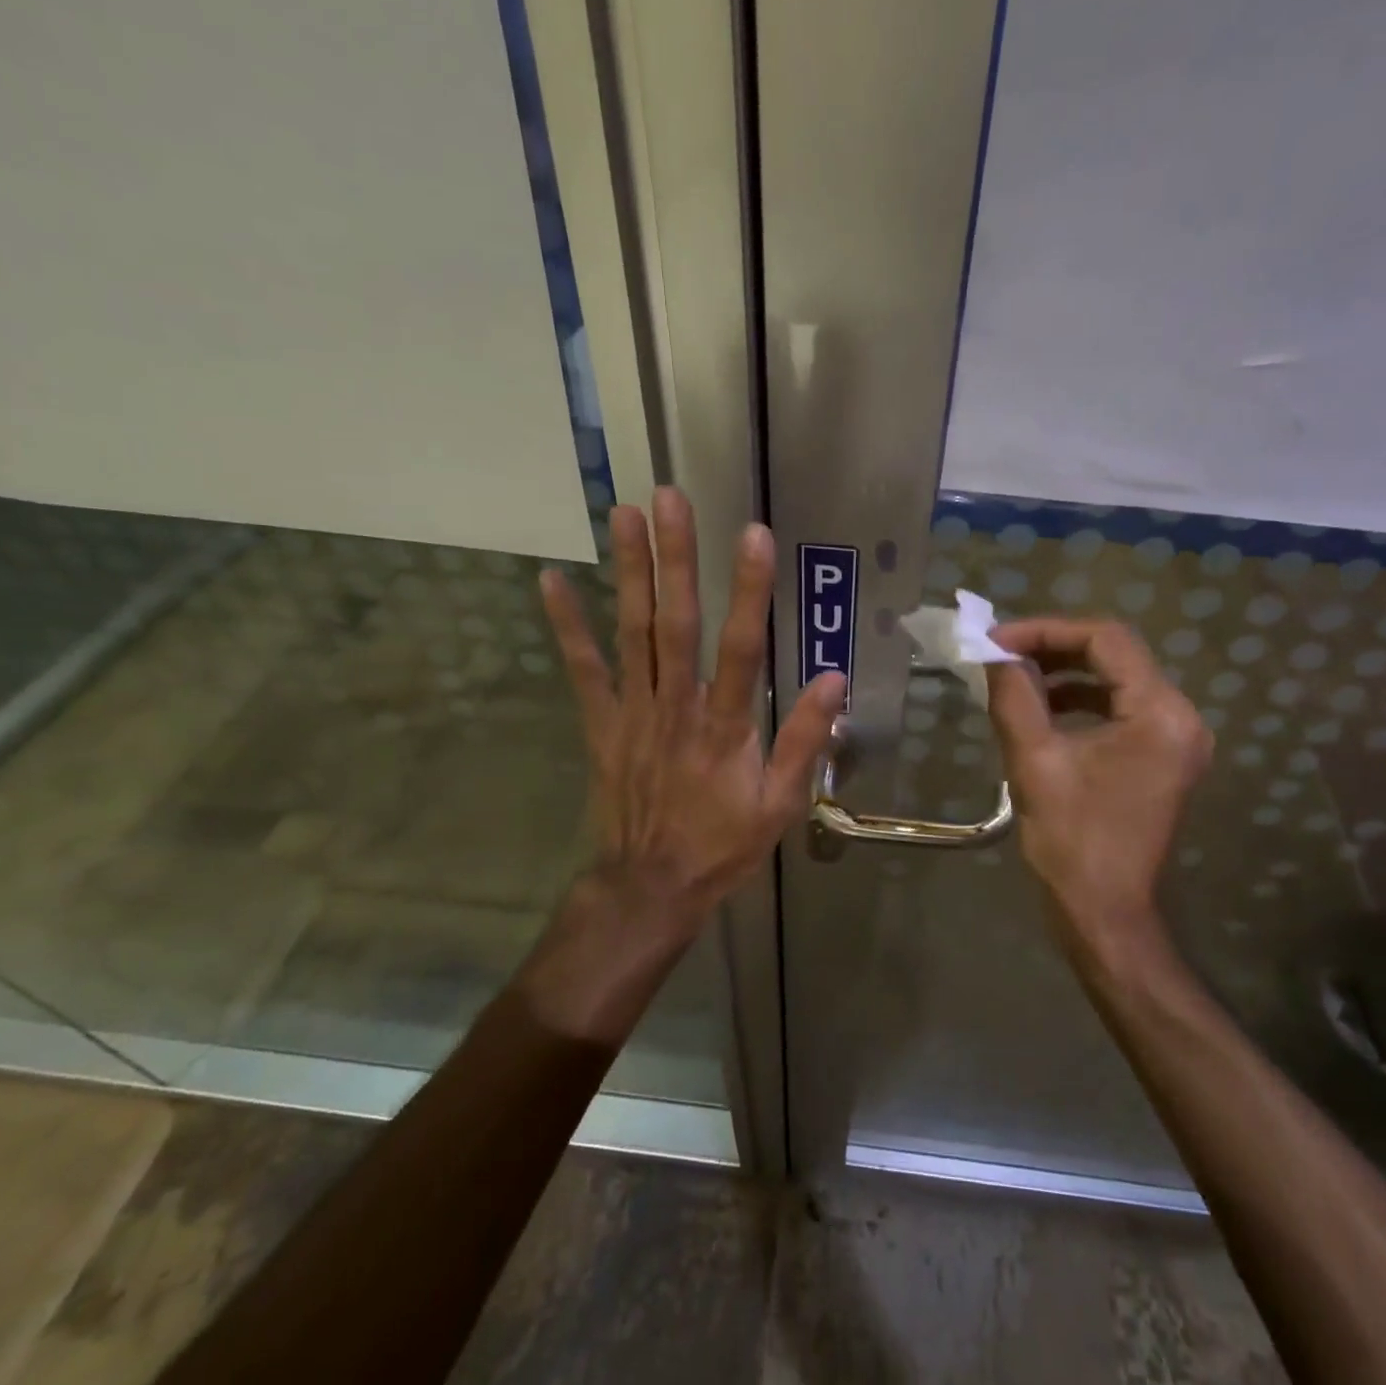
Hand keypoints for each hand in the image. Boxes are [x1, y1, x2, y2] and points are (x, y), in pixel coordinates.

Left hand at [538, 482, 843, 920]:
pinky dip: (567, 626)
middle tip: (669, 499)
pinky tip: (552, 581)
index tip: (753, 535)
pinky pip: (583, 671)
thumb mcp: (781, 804)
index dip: (749, 591)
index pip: (742, 649)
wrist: (650, 887)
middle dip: (675, 559)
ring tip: (624, 513)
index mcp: (725, 727)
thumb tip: (834, 679)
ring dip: (628, 572)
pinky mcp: (602, 724)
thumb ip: (805, 741)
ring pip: (632, 634)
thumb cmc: (723, 845)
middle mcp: (677, 708)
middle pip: (676, 625)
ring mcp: (633, 713)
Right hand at [986, 618, 1212, 952]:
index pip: (1105, 640)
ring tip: (1015, 678)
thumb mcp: (1034, 760)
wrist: (1104, 913)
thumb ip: (1015, 696)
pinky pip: (1121, 709)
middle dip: (1054, 648)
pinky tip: (1043, 711)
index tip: (996, 640)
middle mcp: (1181, 717)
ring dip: (1066, 673)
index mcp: (1160, 714)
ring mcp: (1176, 739)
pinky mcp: (1162, 757)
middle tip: (1001, 654)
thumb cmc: (1072, 840)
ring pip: (1117, 680)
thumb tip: (996, 655)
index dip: (1046, 631)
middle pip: (1115, 655)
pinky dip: (1081, 701)